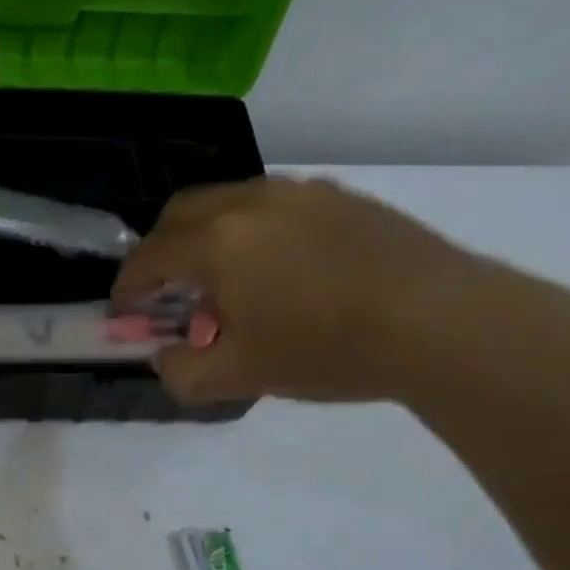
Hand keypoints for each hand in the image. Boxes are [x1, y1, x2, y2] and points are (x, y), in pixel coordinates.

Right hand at [112, 177, 485, 403]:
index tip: (127, 314)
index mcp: (216, 243)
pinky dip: (252, 232)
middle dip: (161, 252)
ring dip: (207, 238)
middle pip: (179, 214)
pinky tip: (281, 271)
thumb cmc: (328, 349)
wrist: (443, 322)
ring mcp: (298, 193)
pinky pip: (273, 206)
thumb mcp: (241, 376)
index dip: (128, 288)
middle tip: (169, 293)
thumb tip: (165, 357)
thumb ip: (183, 372)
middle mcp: (249, 202)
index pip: (148, 257)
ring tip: (228, 283)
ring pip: (228, 202)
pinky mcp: (339, 197)